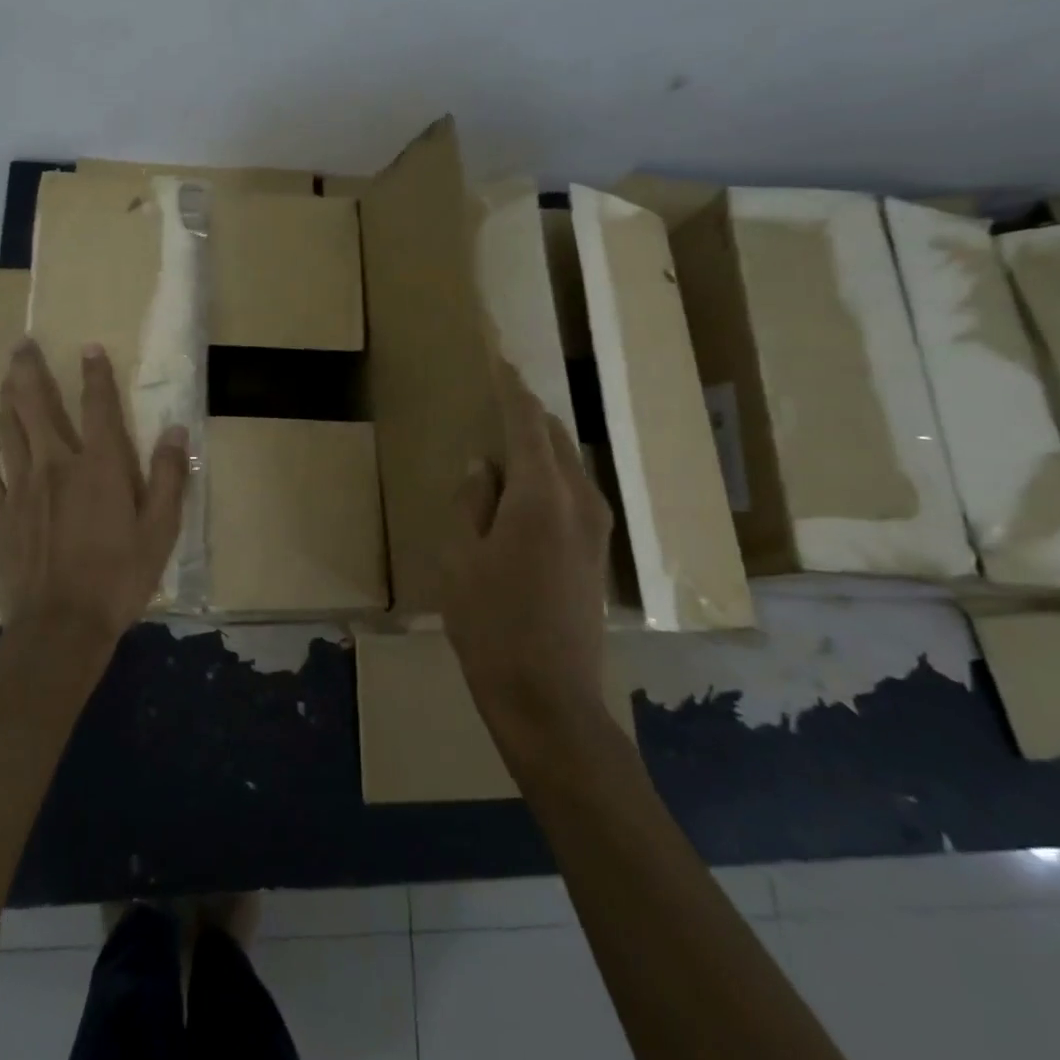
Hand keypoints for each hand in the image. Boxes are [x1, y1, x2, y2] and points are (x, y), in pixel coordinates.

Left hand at [0, 339, 189, 649]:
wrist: (60, 626)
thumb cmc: (118, 578)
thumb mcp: (160, 530)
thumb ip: (169, 477)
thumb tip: (177, 431)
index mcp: (99, 466)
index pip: (98, 406)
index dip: (95, 373)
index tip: (88, 347)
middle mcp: (56, 465)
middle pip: (36, 405)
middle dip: (28, 370)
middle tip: (21, 345)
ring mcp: (21, 487)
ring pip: (8, 429)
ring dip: (6, 398)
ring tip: (5, 378)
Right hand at [441, 362, 615, 726]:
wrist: (550, 699)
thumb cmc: (492, 625)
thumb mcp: (461, 560)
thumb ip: (471, 503)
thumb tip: (483, 466)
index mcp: (541, 496)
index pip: (528, 424)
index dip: (512, 389)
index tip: (500, 361)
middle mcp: (580, 501)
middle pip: (556, 438)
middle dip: (528, 415)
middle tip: (497, 399)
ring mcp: (596, 529)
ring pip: (570, 465)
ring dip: (540, 447)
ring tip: (506, 445)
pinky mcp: (598, 553)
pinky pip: (575, 492)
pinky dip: (550, 476)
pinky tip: (524, 492)